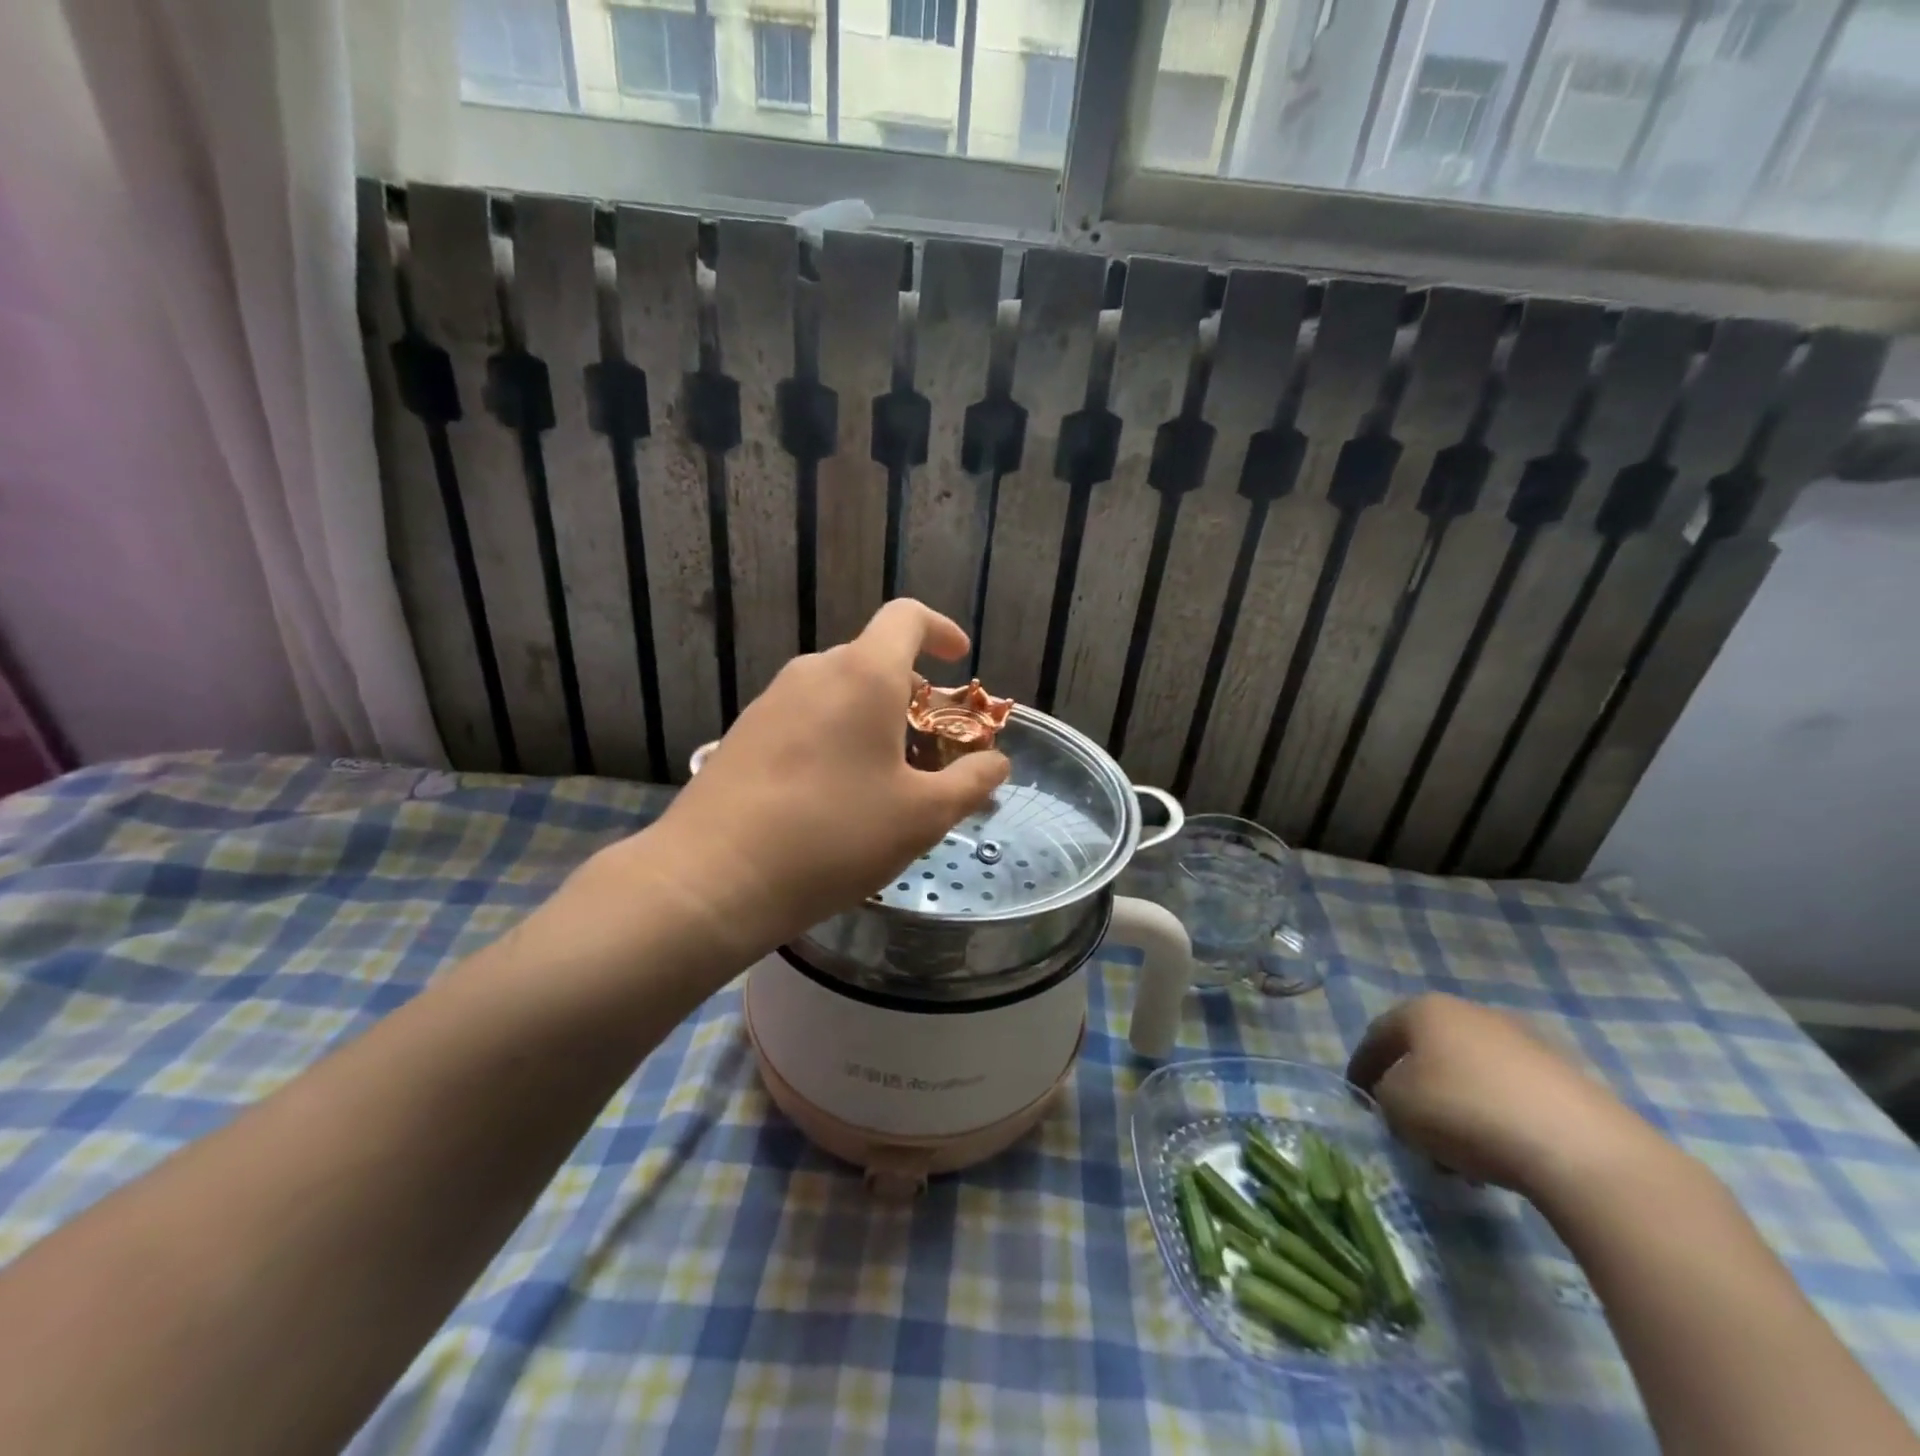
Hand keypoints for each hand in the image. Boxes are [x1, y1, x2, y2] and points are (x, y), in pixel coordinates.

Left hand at [624, 600, 1009, 962]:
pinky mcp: (743, 733)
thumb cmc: (833, 836)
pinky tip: (832, 795)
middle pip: (873, 660)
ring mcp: (771, 701)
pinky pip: (805, 717)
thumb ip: (970, 781)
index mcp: (864, 675)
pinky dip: (834, 736)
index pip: (907, 617)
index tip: (959, 661)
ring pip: (837, 691)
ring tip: (884, 779)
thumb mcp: (922, 816)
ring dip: (871, 718)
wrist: (712, 878)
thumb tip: (996, 762)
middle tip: (929, 749)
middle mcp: (814, 672)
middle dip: (911, 694)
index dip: (940, 630)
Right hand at [1347, 993, 1658, 1199]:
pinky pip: (1511, 1094)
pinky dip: (1494, 1118)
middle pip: (1429, 1052)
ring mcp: (1524, 1041)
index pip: (1379, 1034)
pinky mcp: (1566, 1077)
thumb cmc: (1465, 1112)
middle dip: (1414, 1088)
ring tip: (1455, 1156)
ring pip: (1471, 1074)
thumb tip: (1398, 1097)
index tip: (1357, 1096)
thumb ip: (1385, 1095)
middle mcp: (1472, 1013)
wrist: (1580, 1149)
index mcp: (1426, 1009)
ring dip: (1455, 1107)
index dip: (1362, 1066)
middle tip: (1407, 1127)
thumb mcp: (1398, 1106)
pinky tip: (1497, 1156)